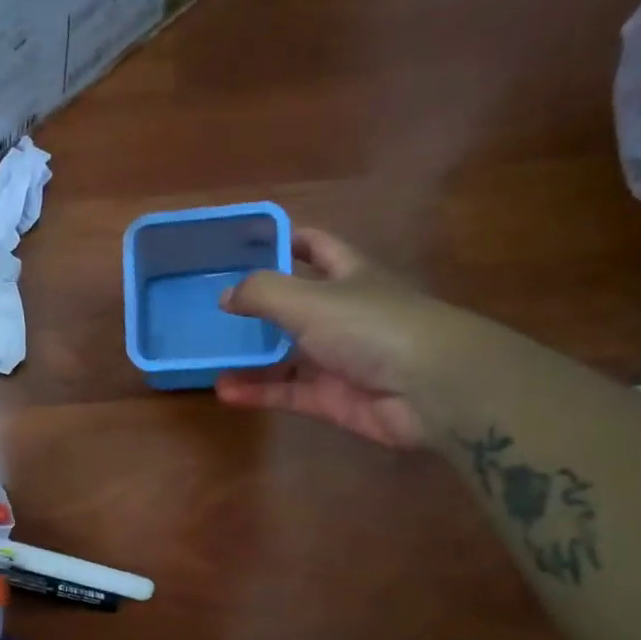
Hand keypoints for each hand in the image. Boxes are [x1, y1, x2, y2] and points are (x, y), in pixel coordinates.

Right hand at [215, 229, 484, 448]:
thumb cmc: (372, 326)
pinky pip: (286, 391)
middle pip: (293, 305)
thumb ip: (262, 293)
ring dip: (249, 357)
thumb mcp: (309, 299)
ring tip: (209, 357)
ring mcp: (338, 359)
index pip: (316, 248)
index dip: (285, 241)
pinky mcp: (332, 399)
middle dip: (256, 307)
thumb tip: (226, 296)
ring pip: (284, 354)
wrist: (431, 389)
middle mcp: (343, 314)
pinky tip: (224, 391)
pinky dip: (257, 392)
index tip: (245, 244)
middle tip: (210, 309)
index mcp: (348, 276)